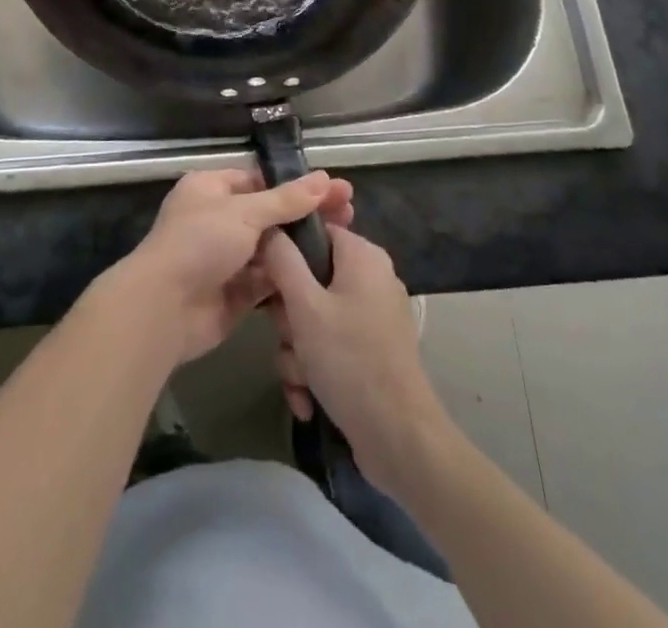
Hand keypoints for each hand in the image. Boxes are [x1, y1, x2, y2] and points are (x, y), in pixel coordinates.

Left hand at [110, 168, 352, 366]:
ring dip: (302, 247)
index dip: (296, 185)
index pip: (260, 180)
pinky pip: (269, 281)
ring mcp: (226, 258)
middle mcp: (218, 219)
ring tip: (345, 243)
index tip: (335, 189)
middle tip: (350, 214)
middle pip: (270, 214)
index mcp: (211, 188)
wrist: (164, 309)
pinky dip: (291, 278)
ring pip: (272, 248)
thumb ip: (286, 200)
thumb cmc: (200, 243)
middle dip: (306, 215)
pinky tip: (325, 275)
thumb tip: (325, 179)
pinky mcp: (235, 293)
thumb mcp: (245, 212)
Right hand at [263, 225, 448, 493]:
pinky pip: (330, 346)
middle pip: (309, 280)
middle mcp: (371, 279)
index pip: (313, 232)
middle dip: (289, 318)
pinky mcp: (372, 352)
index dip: (285, 255)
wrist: (399, 439)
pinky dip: (315, 370)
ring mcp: (373, 317)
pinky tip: (308, 399)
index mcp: (362, 256)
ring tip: (301, 380)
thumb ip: (282, 260)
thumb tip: (269, 228)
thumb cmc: (350, 360)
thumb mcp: (305, 306)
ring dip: (297, 352)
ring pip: (314, 319)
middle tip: (289, 339)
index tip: (268, 284)